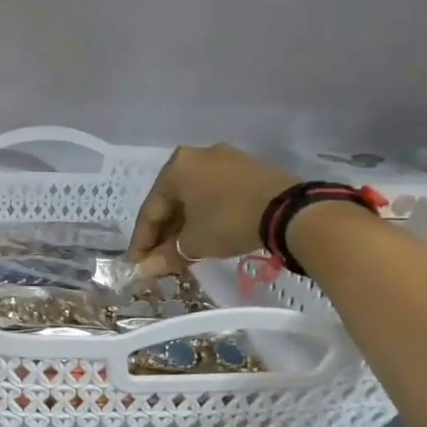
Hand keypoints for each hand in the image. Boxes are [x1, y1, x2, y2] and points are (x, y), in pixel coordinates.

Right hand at [127, 144, 300, 270]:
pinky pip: (216, 193)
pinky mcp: (249, 169)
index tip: (137, 263)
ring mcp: (226, 159)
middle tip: (159, 259)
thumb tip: (146, 270)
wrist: (290, 211)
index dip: (142, 240)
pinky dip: (207, 214)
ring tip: (183, 251)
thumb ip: (166, 255)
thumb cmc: (228, 221)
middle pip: (172, 201)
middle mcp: (197, 156)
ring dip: (185, 225)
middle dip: (164, 233)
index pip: (150, 209)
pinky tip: (207, 234)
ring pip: (195, 197)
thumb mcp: (194, 243)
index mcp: (176, 167)